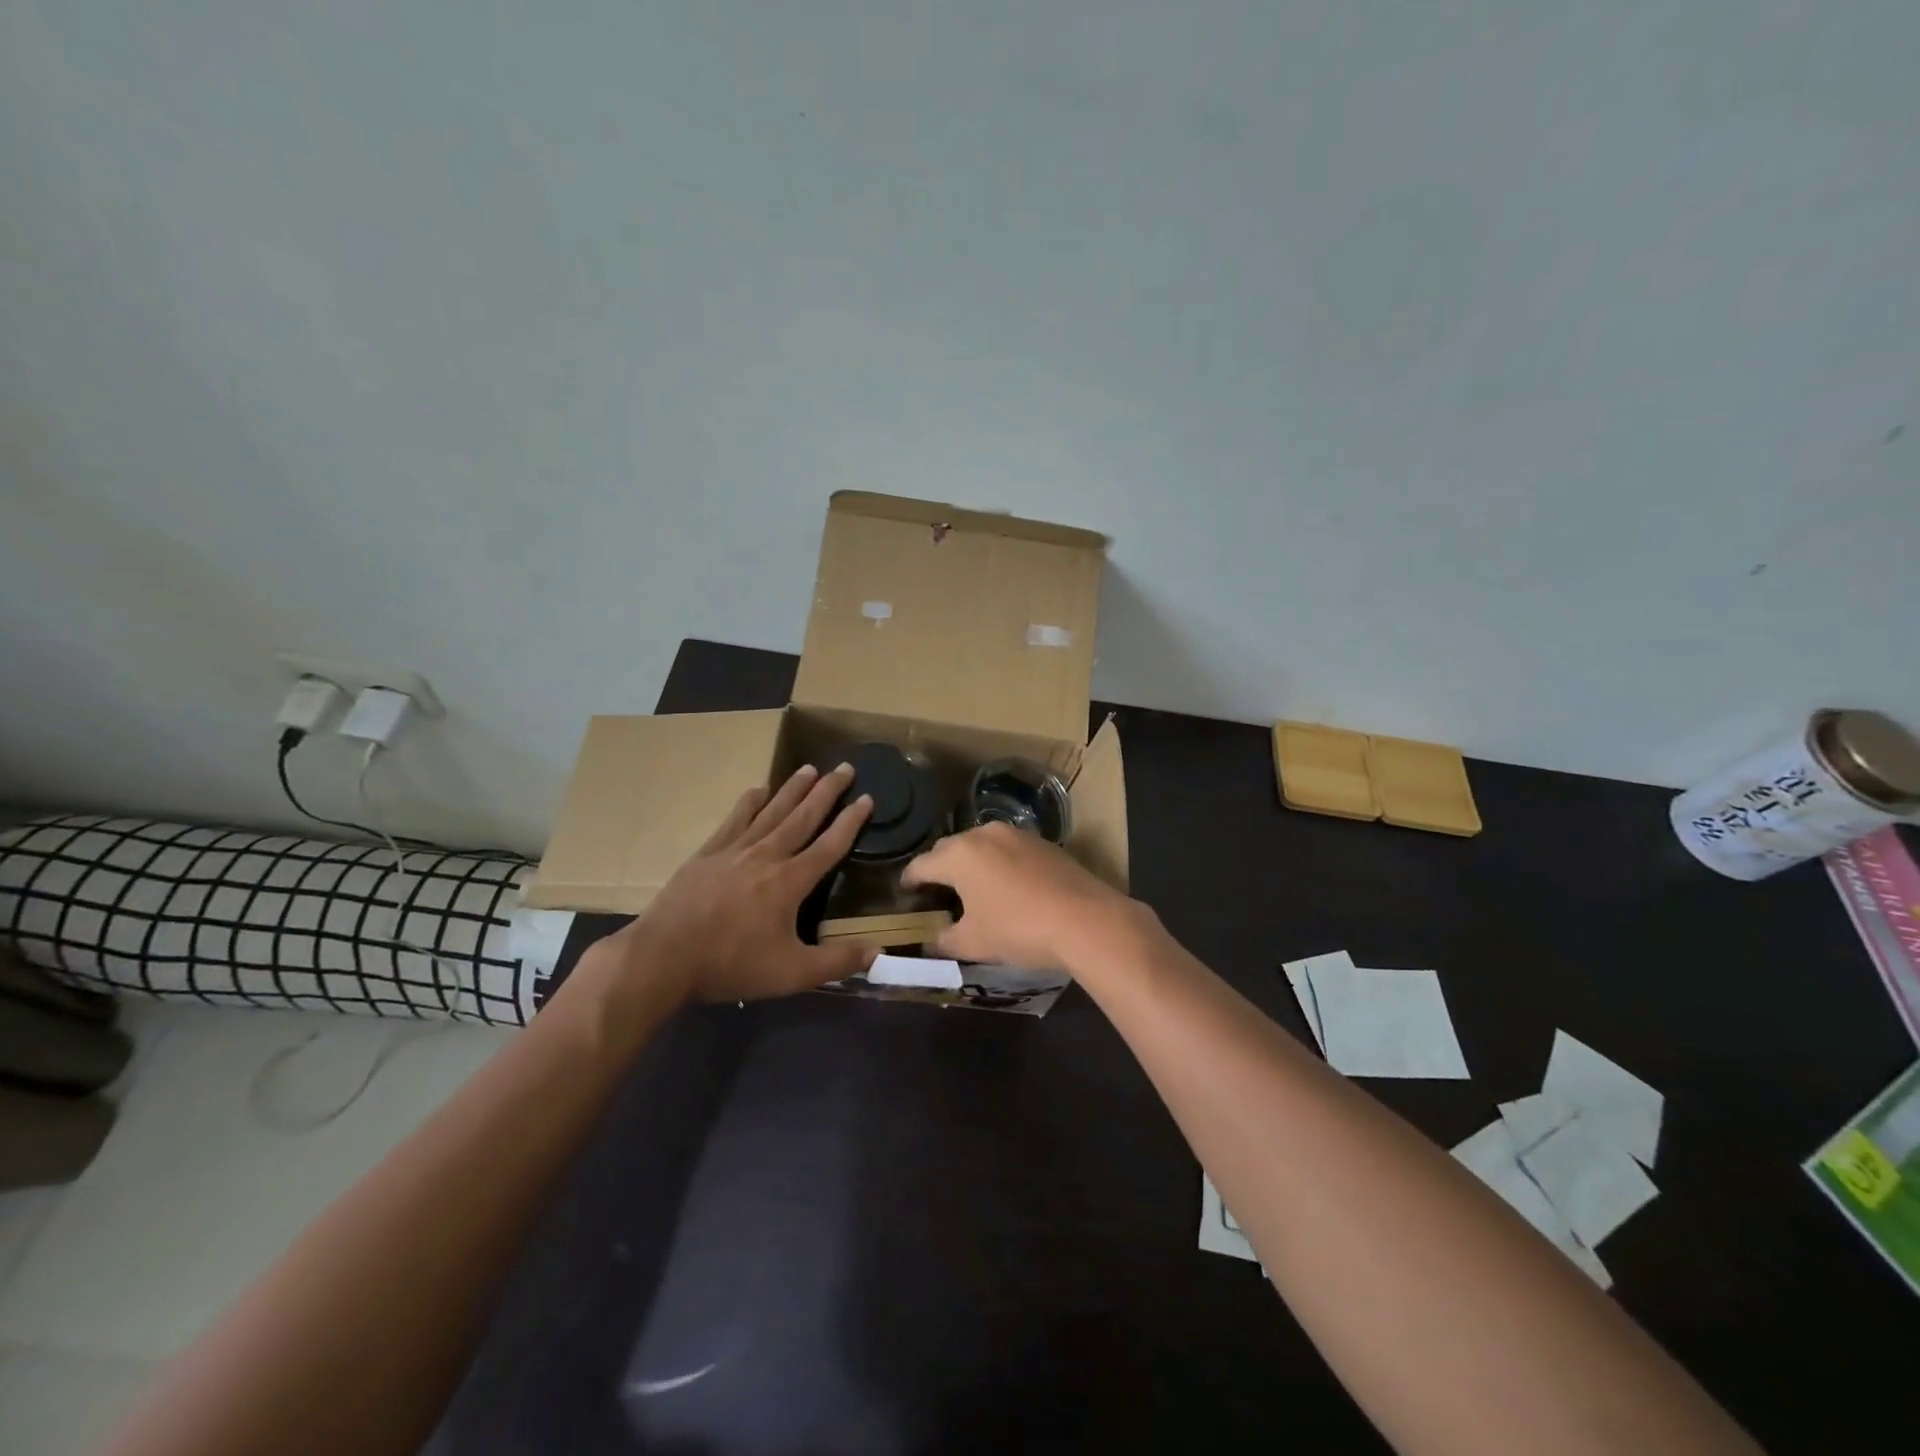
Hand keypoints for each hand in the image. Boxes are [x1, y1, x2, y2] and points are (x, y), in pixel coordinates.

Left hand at [593, 763, 876, 1004]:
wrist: (663, 959)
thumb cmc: (731, 965)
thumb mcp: (791, 973)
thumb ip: (837, 961)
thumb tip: (878, 951)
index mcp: (790, 881)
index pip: (829, 845)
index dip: (851, 821)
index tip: (868, 798)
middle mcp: (767, 856)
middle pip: (803, 817)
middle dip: (827, 791)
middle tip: (846, 767)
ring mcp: (734, 850)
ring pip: (771, 812)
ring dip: (793, 789)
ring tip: (810, 768)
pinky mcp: (707, 854)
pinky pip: (734, 820)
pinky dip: (749, 803)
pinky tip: (758, 790)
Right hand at [901, 822, 1133, 970]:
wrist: (1086, 920)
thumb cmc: (1018, 929)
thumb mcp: (973, 943)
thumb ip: (943, 940)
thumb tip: (930, 942)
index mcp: (959, 855)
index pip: (922, 864)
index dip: (909, 880)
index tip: (905, 893)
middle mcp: (984, 834)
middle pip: (950, 849)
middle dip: (939, 868)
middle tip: (936, 893)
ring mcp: (1016, 834)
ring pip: (981, 845)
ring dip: (971, 863)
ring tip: (972, 888)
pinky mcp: (1042, 842)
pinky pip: (1007, 849)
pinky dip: (998, 864)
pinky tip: (1006, 886)